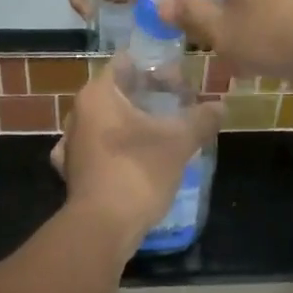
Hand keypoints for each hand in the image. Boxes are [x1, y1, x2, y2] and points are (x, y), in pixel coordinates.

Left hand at [52, 63, 224, 239]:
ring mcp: (72, 144)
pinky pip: (99, 147)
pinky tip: (136, 156)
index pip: (126, 64)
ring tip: (163, 130)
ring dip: (133, 121)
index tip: (181, 83)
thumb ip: (201, 120)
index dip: (156, 68)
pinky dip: (118, 146)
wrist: (102, 228)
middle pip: (116, 91)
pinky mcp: (73, 171)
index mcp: (98, 94)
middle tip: (179, 105)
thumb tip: (220, 106)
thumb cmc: (137, 172)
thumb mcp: (178, 142)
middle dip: (148, 95)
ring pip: (106, 120)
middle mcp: (79, 113)